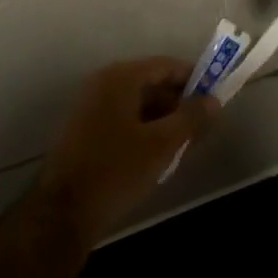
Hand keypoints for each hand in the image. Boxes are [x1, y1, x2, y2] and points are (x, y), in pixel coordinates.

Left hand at [38, 57, 217, 248]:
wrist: (62, 212)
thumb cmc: (116, 170)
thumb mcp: (161, 145)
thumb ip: (190, 118)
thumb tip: (213, 100)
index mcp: (121, 77)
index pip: (166, 66)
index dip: (193, 79)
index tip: (215, 98)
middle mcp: (103, 83)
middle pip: (151, 82)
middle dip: (178, 102)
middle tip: (202, 126)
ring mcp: (90, 105)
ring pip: (137, 103)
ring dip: (162, 118)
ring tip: (183, 144)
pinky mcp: (84, 128)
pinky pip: (123, 117)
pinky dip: (143, 128)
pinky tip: (157, 154)